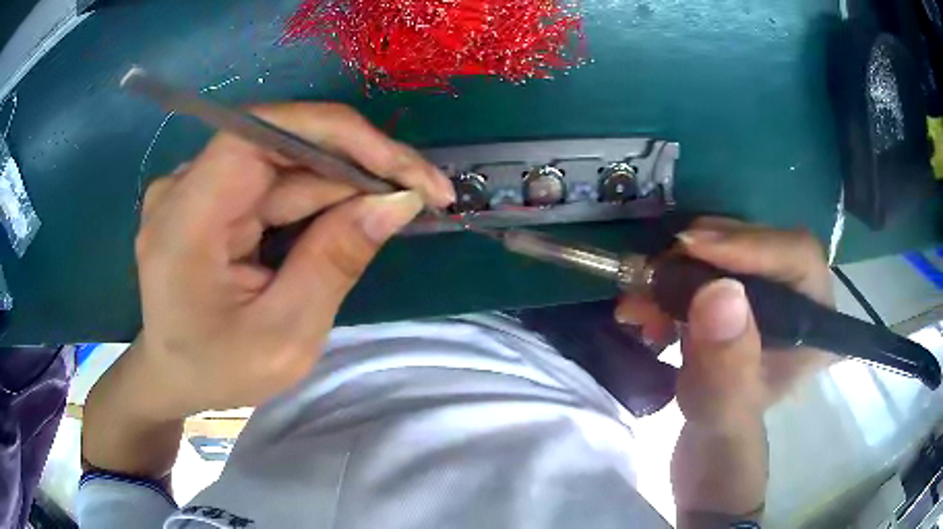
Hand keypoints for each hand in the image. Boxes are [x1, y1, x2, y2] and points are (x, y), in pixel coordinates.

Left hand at [129, 103, 454, 419]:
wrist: (172, 377)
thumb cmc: (218, 371)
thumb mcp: (284, 336)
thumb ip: (335, 261)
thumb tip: (397, 201)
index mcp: (186, 220)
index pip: (260, 135)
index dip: (337, 135)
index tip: (404, 168)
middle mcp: (184, 186)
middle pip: (280, 144)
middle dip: (356, 164)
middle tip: (422, 192)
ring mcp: (195, 187)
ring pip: (283, 163)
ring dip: (343, 183)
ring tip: (398, 205)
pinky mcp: (209, 196)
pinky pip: (272, 182)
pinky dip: (317, 197)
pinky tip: (352, 215)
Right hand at [615, 218, 835, 413]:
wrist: (710, 433)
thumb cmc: (726, 427)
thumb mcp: (725, 408)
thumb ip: (728, 364)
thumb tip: (718, 292)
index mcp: (816, 322)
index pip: (798, 255)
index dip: (751, 244)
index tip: (694, 247)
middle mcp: (799, 292)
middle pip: (760, 240)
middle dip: (706, 251)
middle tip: (659, 267)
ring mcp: (769, 285)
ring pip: (730, 244)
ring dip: (681, 263)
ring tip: (643, 292)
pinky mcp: (741, 284)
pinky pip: (708, 259)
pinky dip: (673, 275)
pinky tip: (646, 302)